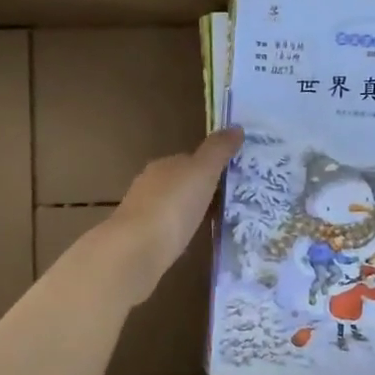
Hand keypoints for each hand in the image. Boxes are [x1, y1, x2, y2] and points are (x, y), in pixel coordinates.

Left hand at [102, 127, 242, 303]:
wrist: (138, 247)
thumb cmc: (174, 204)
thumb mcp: (203, 172)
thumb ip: (218, 150)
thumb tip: (236, 127)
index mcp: (164, 164)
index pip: (189, 159)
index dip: (210, 167)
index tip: (231, 179)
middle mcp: (150, 183)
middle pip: (180, 182)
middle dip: (199, 190)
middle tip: (227, 203)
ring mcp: (143, 211)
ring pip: (172, 205)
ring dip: (188, 211)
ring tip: (213, 222)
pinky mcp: (141, 237)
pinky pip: (166, 228)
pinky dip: (178, 230)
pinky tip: (189, 240)